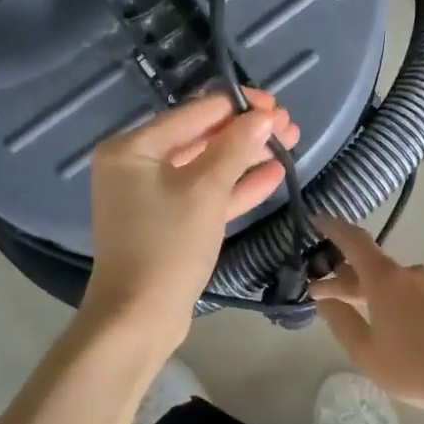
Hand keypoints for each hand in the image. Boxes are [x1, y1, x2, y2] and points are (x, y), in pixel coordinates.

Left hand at [82, 91, 299, 349]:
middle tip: (289, 127)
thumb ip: (235, 148)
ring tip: (290, 145)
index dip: (237, 107)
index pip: (193, 113)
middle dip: (246, 132)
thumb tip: (263, 117)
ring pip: (206, 167)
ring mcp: (153, 196)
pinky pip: (204, 195)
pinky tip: (273, 175)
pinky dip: (235, 187)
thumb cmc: (167, 246)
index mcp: (133, 148)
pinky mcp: (169, 223)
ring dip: (246, 157)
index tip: (276, 105)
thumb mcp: (205, 191)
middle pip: (200, 137)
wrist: (139, 318)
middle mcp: (138, 166)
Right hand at [308, 216, 423, 423]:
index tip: (317, 220)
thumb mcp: (368, 353)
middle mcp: (413, 273)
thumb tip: (327, 300)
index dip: (333, 228)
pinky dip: (403, 303)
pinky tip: (402, 326)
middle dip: (347, 279)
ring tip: (366, 315)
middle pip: (374, 267)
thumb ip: (342, 323)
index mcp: (387, 280)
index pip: (355, 241)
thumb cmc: (417, 367)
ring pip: (398, 283)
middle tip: (325, 293)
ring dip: (377, 293)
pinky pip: (421, 295)